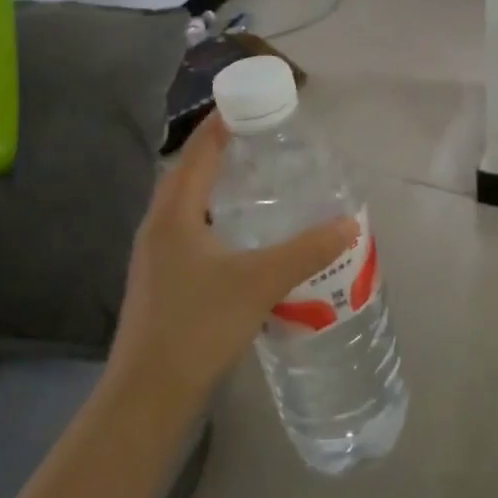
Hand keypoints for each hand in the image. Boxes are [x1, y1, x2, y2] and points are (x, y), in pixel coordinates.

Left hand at [107, 113, 356, 403]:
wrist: (148, 396)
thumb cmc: (198, 326)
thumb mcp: (260, 282)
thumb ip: (307, 250)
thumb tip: (350, 223)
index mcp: (174, 215)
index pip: (198, 152)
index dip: (221, 124)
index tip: (249, 102)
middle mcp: (159, 228)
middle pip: (188, 174)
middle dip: (221, 151)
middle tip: (262, 139)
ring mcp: (156, 257)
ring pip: (187, 205)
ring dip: (217, 185)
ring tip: (257, 180)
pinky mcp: (162, 282)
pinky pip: (190, 231)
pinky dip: (215, 217)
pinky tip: (243, 235)